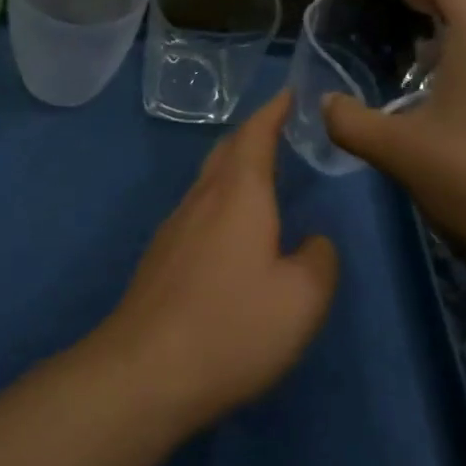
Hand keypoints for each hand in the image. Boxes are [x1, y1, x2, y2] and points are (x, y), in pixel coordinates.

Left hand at [101, 91, 338, 434]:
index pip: (256, 135)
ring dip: (233, 166)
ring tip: (257, 175)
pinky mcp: (161, 256)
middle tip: (276, 128)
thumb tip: (314, 242)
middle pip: (226, 150)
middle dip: (252, 133)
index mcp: (239, 195)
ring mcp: (175, 226)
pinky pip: (196, 208)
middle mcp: (202, 199)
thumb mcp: (302, 300)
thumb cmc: (232, 327)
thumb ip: (320, 261)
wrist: (145, 371)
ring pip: (207, 179)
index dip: (272, 111)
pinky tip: (228, 229)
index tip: (287, 93)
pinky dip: (219, 198)